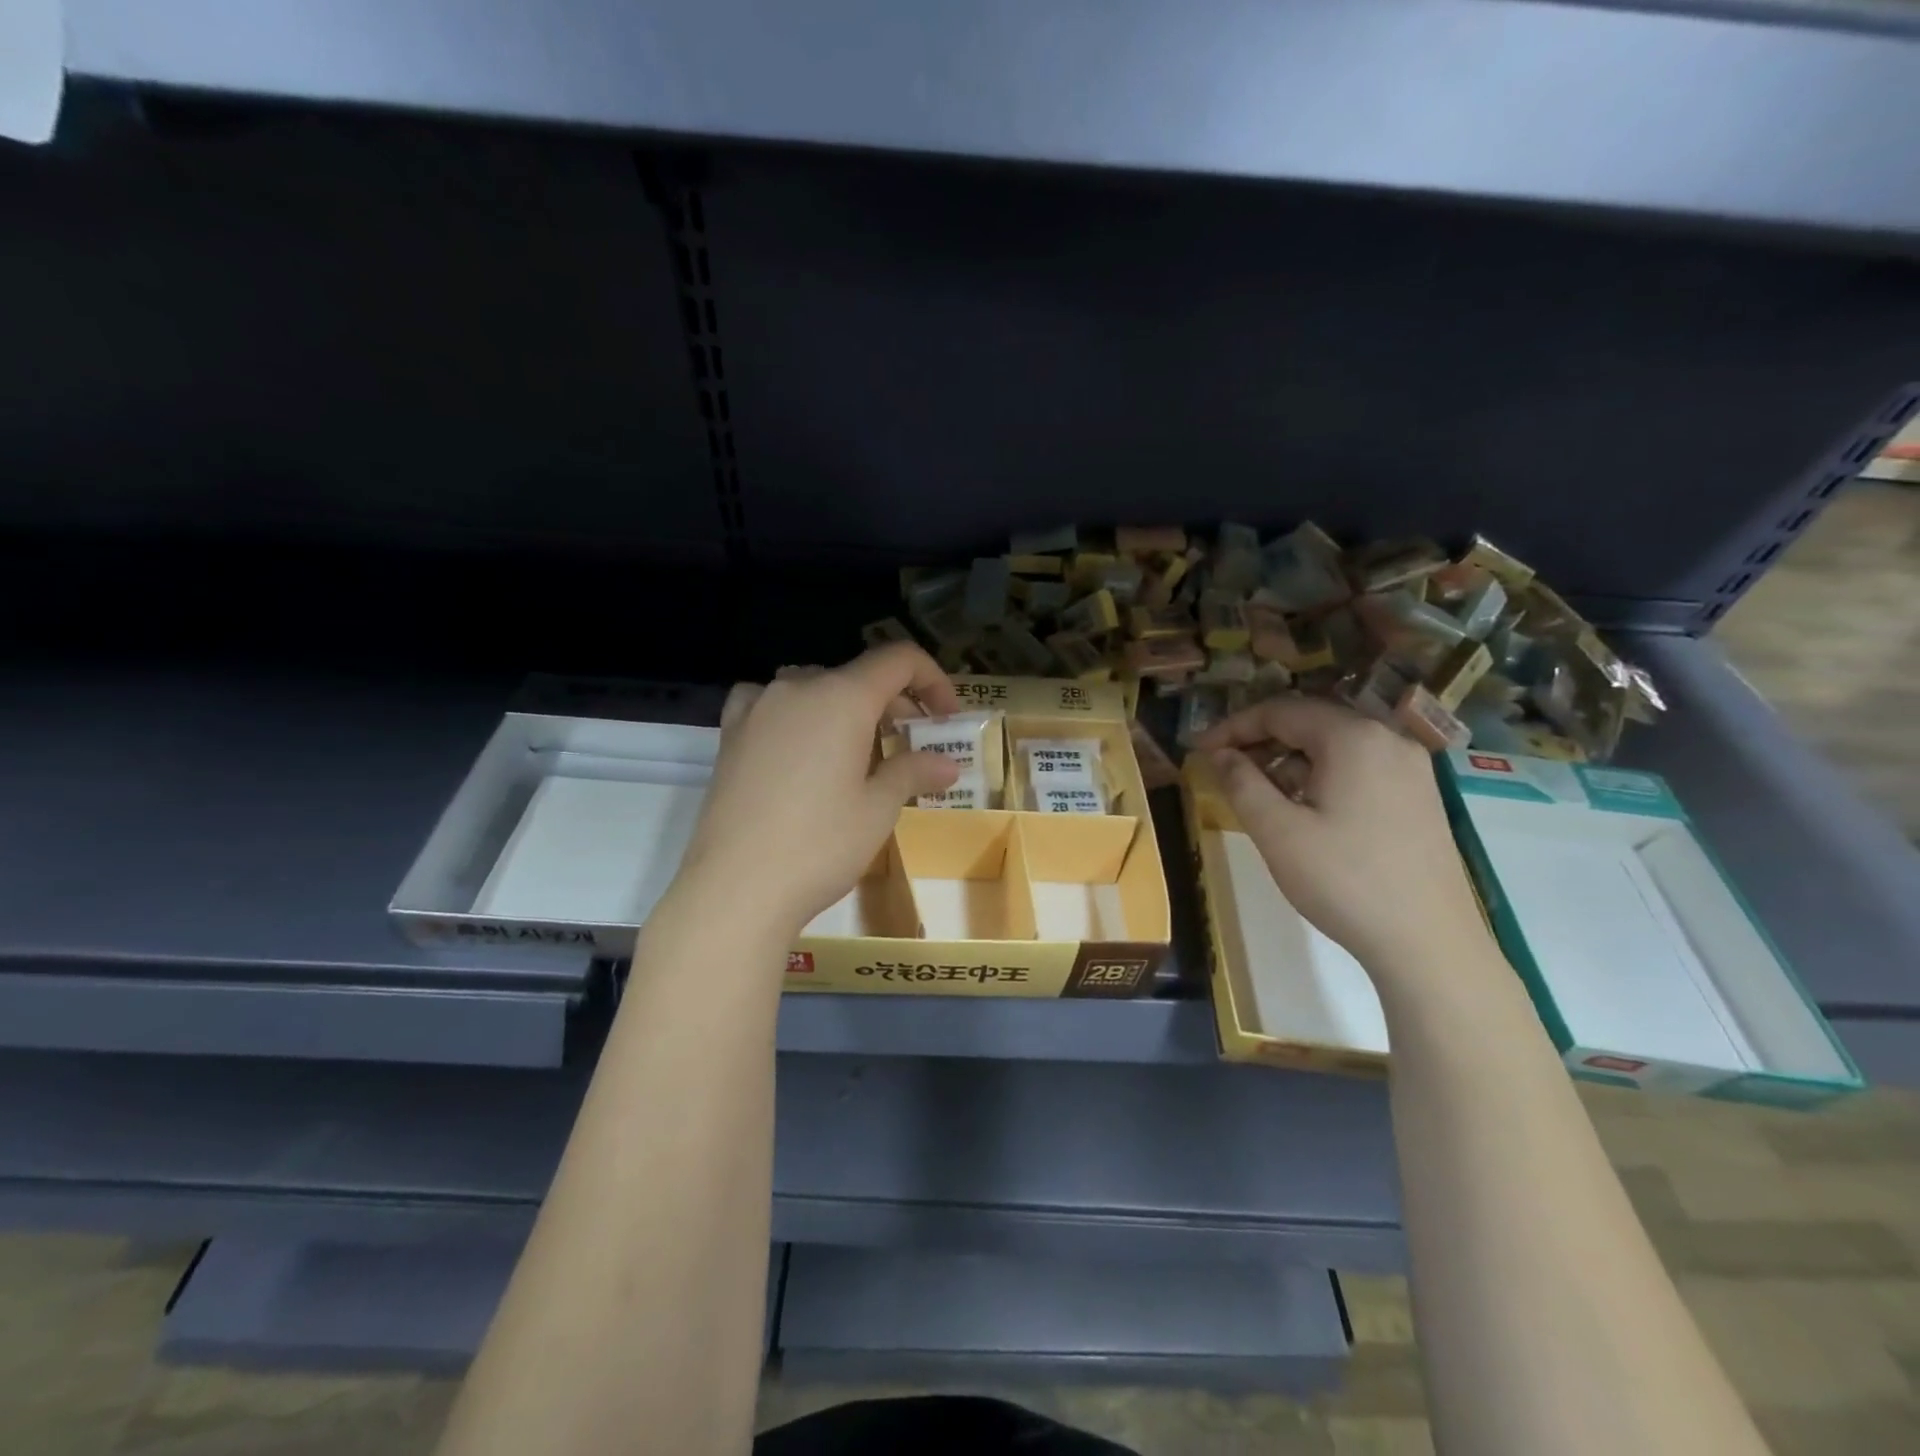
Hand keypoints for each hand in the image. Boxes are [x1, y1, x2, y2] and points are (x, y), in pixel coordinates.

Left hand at [677, 644, 962, 933]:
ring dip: (847, 708)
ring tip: (859, 750)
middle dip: (894, 702)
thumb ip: (913, 771)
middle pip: (858, 675)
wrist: (735, 888)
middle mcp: (797, 688)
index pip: (898, 659)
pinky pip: (771, 702)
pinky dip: (797, 712)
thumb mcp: (878, 809)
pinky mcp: (730, 734)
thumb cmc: (820, 845)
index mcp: (842, 697)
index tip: (946, 717)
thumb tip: (947, 764)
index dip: (932, 679)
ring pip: (815, 687)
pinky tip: (799, 742)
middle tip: (913, 745)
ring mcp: (758, 708)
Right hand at [1196, 696, 1494, 979]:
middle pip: (1311, 723)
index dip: (1233, 726)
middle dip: (1261, 741)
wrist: (1429, 945)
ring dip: (1290, 761)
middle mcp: (1389, 740)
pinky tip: (1304, 810)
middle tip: (1223, 768)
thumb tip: (1220, 754)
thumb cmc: (1344, 881)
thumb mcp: (1277, 831)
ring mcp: (1412, 769)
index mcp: (1354, 738)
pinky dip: (1322, 776)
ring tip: (1258, 793)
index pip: (1280, 711)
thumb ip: (1241, 782)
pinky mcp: (1420, 797)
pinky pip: (1360, 768)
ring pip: (1336, 747)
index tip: (1200, 749)